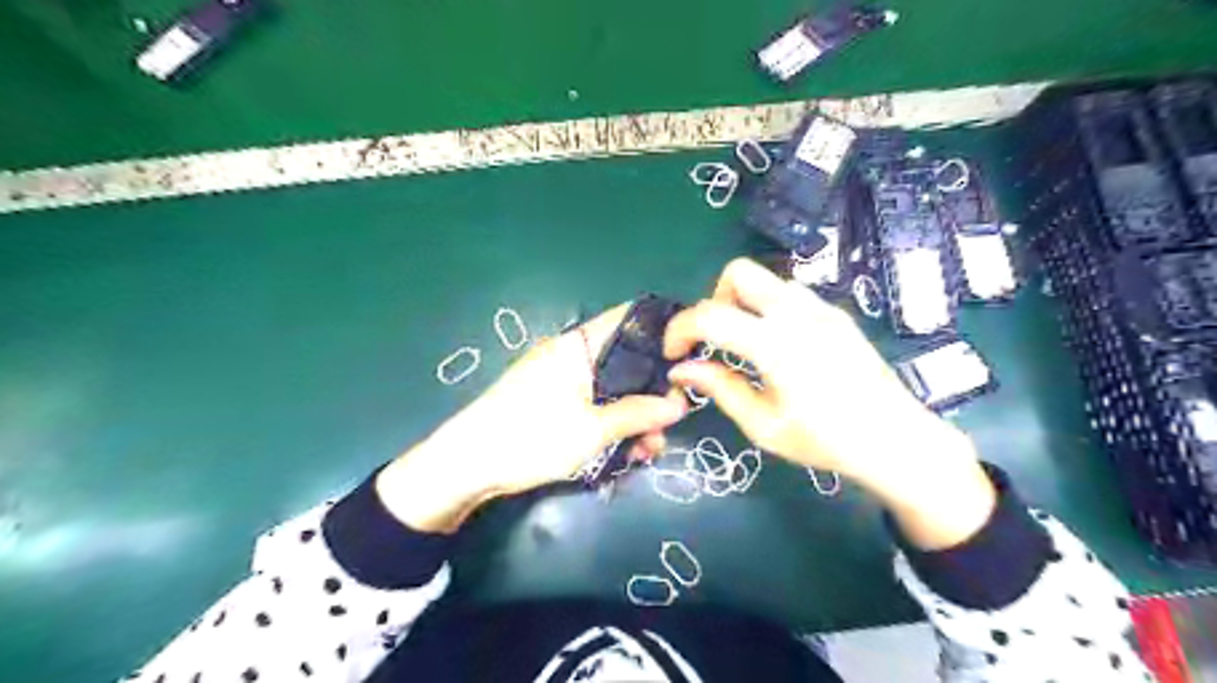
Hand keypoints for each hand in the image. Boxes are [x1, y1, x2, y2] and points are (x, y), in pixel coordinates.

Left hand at [376, 303, 688, 534]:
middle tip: (668, 425)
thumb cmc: (530, 437)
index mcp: (579, 345)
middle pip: (626, 361)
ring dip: (634, 416)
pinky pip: (595, 405)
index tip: (691, 357)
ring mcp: (562, 378)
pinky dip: (612, 424)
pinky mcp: (554, 401)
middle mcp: (572, 354)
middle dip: (652, 393)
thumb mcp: (591, 430)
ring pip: (613, 389)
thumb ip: (638, 413)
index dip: (663, 332)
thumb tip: (680, 402)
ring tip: (648, 451)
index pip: (629, 319)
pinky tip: (626, 452)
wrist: (465, 465)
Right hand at [664, 258, 998, 551]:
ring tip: (745, 345)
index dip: (680, 329)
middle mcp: (797, 313)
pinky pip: (790, 295)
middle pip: (739, 272)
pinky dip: (769, 309)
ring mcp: (821, 309)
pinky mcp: (836, 314)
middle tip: (715, 339)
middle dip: (714, 299)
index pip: (710, 315)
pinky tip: (779, 347)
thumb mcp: (763, 425)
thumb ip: (720, 388)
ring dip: (743, 302)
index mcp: (775, 345)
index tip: (674, 354)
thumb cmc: (825, 441)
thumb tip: (681, 370)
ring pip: (766, 280)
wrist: (895, 439)